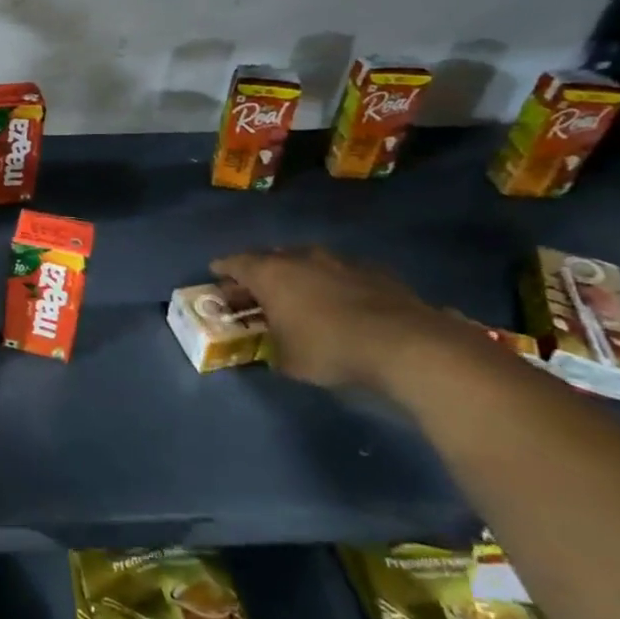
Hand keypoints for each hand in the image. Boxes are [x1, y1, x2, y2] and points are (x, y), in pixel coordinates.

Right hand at [210, 246, 454, 391]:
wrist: (403, 344)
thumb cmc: (328, 349)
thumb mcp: (287, 361)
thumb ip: (272, 348)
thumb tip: (272, 350)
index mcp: (270, 274)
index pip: (235, 263)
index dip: (223, 269)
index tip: (216, 274)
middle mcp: (301, 258)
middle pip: (271, 258)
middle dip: (260, 272)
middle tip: (255, 289)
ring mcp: (340, 260)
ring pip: (308, 262)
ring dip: (299, 275)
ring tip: (298, 294)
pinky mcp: (375, 271)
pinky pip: (342, 272)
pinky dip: (333, 283)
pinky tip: (340, 301)